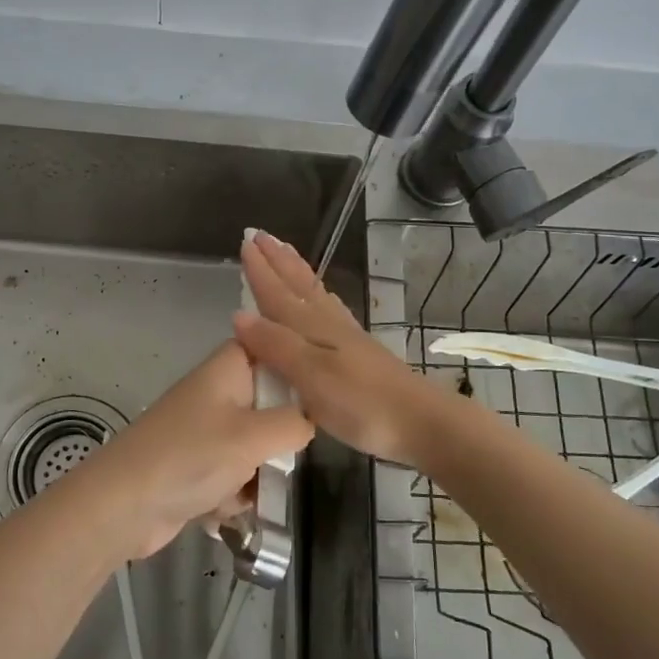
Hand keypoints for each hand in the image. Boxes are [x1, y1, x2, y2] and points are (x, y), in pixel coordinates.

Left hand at [78, 340, 314, 560]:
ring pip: (255, 446)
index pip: (273, 347)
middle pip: (270, 404)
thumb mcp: (255, 436)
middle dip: (278, 439)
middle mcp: (218, 392)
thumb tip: (308, 421)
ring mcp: (205, 430)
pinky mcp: (196, 465)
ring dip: (256, 474)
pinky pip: (233, 474)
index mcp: (229, 368)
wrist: (123, 505)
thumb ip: (295, 423)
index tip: (321, 395)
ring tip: (246, 491)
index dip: (297, 368)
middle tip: (279, 458)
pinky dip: (232, 493)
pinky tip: (222, 509)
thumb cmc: (191, 456)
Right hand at [233, 230, 456, 464]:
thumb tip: (238, 315)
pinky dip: (318, 295)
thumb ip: (276, 345)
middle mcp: (328, 324)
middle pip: (297, 286)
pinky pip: (330, 309)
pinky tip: (322, 299)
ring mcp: (346, 336)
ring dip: (296, 272)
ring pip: (314, 293)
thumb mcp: (311, 377)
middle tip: (260, 235)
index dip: (260, 270)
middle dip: (277, 261)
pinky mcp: (359, 352)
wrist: (421, 422)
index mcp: (312, 328)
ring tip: (285, 252)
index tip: (244, 241)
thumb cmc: (361, 403)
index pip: (277, 293)